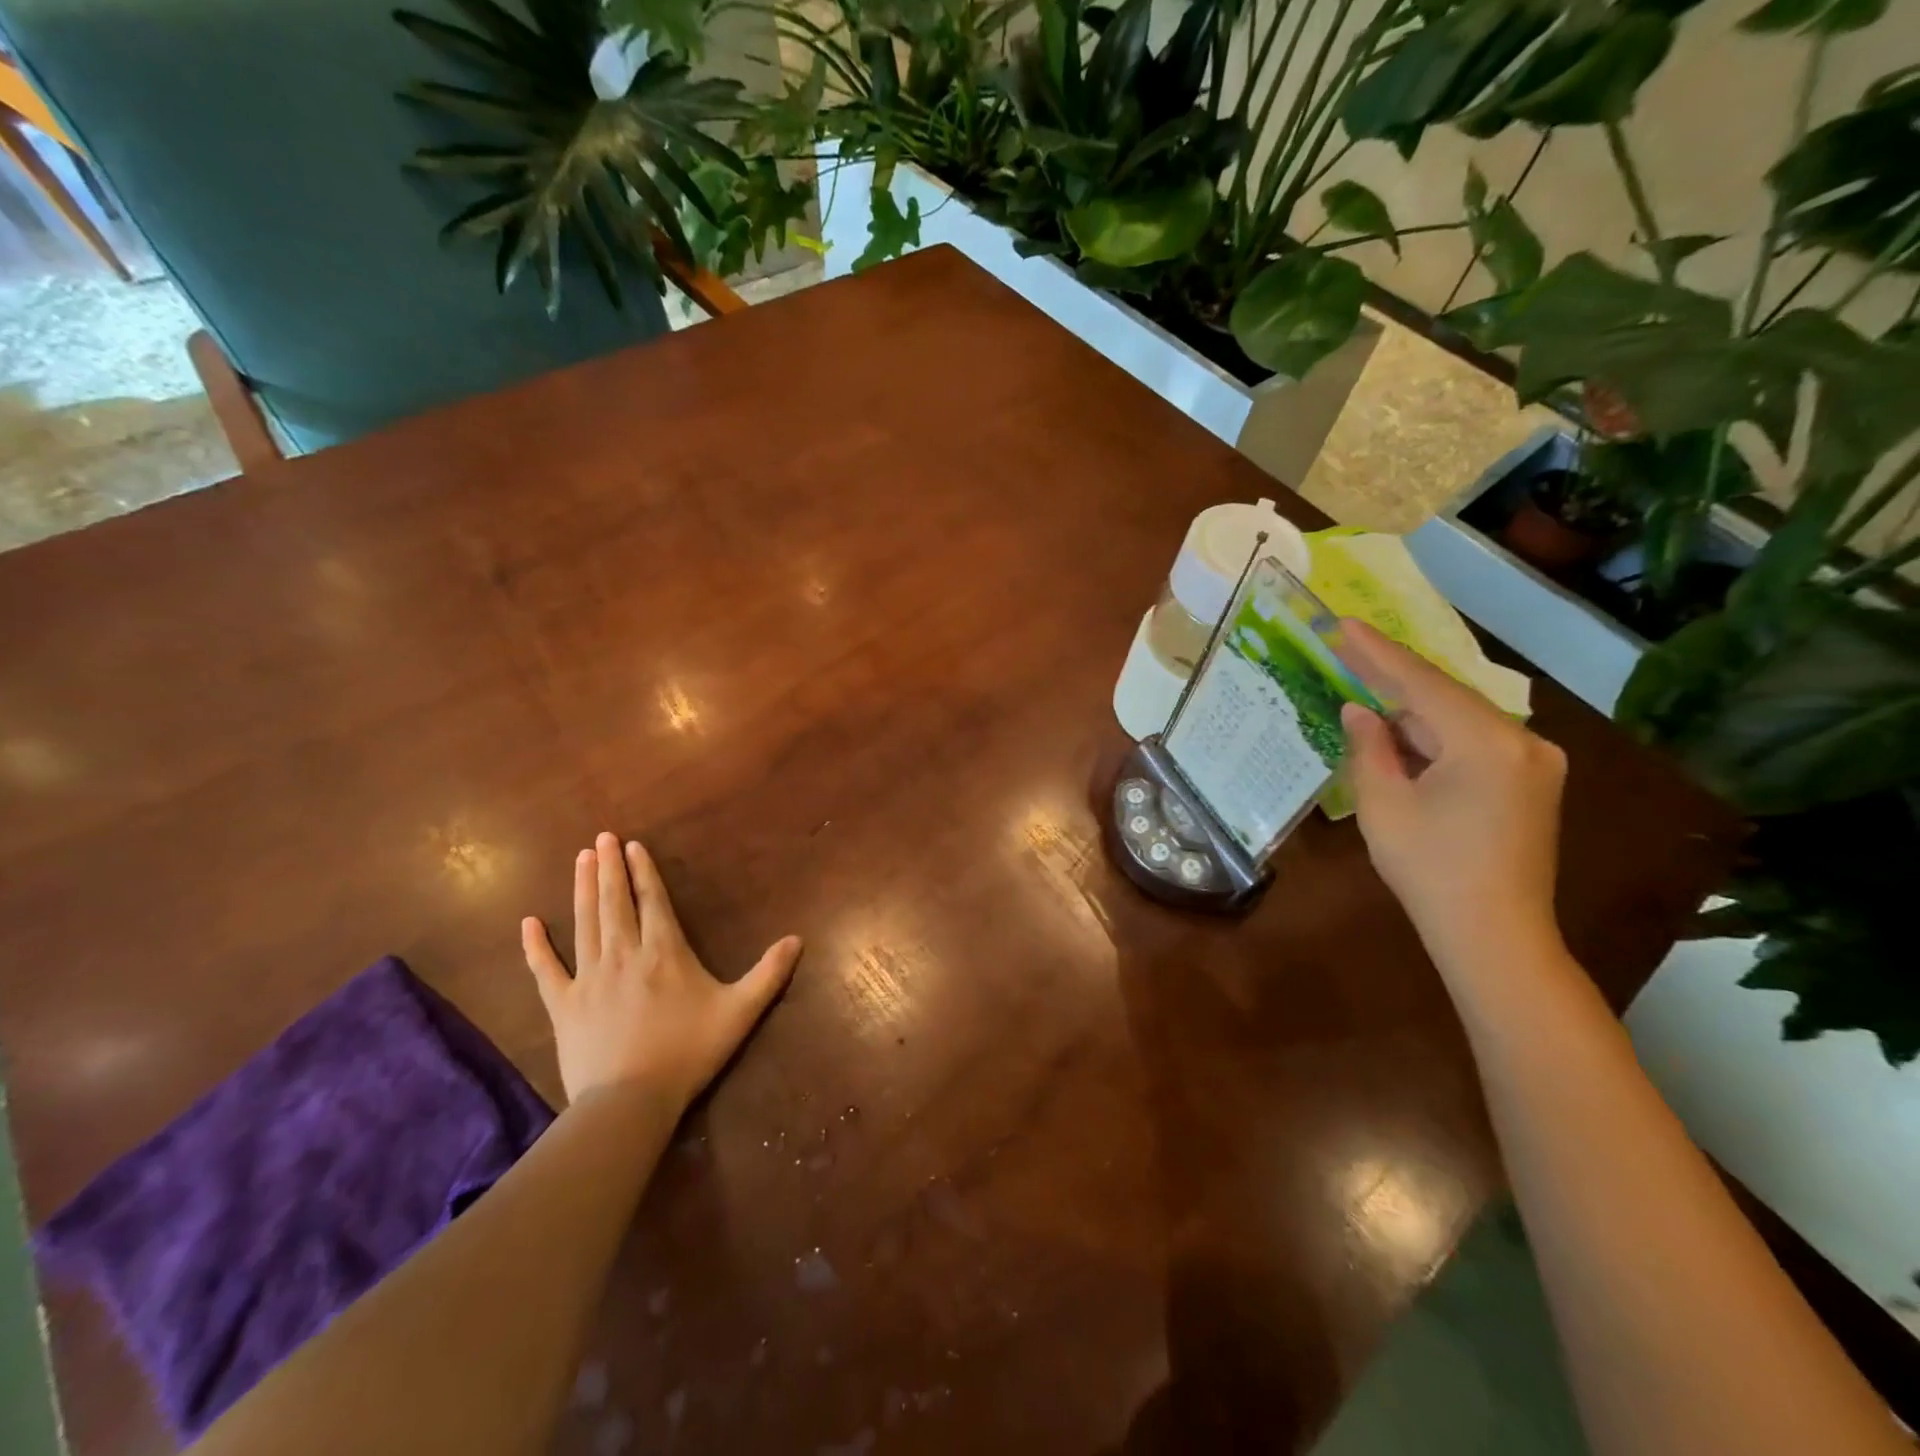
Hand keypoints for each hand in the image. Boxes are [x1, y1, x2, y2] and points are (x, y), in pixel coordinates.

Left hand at [521, 833, 802, 1109]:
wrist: (630, 1101)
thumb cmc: (689, 1051)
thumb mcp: (740, 1012)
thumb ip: (769, 974)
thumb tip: (798, 940)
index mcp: (664, 951)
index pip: (652, 900)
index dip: (642, 871)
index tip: (632, 845)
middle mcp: (624, 953)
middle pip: (615, 902)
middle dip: (608, 867)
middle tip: (601, 838)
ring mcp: (589, 977)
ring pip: (584, 922)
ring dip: (582, 888)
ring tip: (579, 859)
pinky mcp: (563, 1004)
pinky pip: (545, 969)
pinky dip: (535, 946)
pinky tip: (528, 923)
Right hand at [1337, 622, 1567, 969]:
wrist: (1495, 936)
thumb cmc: (1431, 871)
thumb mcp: (1385, 805)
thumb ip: (1370, 748)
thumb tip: (1359, 710)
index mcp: (1487, 743)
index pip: (1422, 684)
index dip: (1378, 653)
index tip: (1343, 624)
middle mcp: (1523, 742)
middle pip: (1445, 698)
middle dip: (1394, 677)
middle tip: (1348, 649)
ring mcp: (1534, 763)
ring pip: (1460, 720)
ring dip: (1412, 708)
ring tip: (1365, 685)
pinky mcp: (1531, 783)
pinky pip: (1475, 742)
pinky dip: (1435, 734)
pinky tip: (1402, 729)